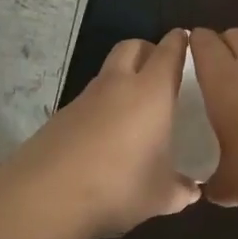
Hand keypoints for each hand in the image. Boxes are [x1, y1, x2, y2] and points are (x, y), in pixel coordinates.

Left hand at [2, 28, 200, 238]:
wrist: (44, 196)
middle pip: (133, 47)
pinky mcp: (62, 116)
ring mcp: (85, 98)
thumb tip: (193, 191)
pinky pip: (90, 100)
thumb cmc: (117, 186)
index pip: (168, 52)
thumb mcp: (160, 196)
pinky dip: (103, 107)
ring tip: (137, 111)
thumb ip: (181, 190)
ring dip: (124, 80)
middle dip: (148, 50)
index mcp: (151, 92)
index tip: (188, 42)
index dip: (180, 43)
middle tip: (163, 73)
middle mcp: (118, 85)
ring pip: (108, 73)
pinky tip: (108, 137)